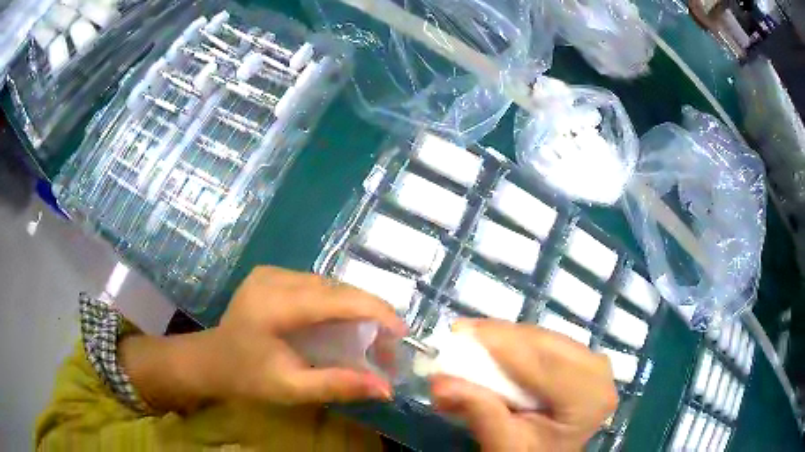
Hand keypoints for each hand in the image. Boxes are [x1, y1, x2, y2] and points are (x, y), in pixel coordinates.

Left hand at [120, 267, 406, 411]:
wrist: (210, 360)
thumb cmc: (247, 377)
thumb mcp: (290, 388)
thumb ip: (337, 385)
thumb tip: (387, 388)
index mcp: (274, 304)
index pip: (336, 298)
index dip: (375, 311)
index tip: (403, 333)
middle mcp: (274, 278)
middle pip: (335, 288)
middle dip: (369, 312)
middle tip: (389, 343)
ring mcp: (271, 272)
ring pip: (328, 284)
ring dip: (354, 307)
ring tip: (371, 335)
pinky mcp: (271, 275)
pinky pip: (315, 285)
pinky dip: (336, 303)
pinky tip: (342, 323)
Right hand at [429, 319, 617, 451]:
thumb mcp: (503, 443)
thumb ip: (478, 411)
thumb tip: (439, 383)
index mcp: (588, 398)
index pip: (543, 364)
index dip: (501, 344)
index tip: (461, 331)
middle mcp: (599, 372)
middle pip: (544, 345)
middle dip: (499, 337)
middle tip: (460, 332)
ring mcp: (593, 361)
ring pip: (543, 338)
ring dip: (505, 337)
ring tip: (471, 336)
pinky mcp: (582, 358)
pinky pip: (546, 342)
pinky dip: (516, 343)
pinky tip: (493, 343)